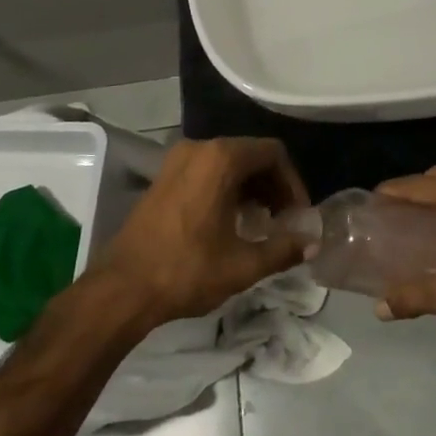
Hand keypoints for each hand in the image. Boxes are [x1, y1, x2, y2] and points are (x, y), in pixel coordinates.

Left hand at [92, 137, 308, 328]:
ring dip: (250, 187)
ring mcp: (178, 160)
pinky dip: (227, 188)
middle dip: (273, 185)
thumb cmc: (186, 270)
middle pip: (251, 154)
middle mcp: (200, 148)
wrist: (123, 287)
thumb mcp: (242, 265)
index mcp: (221, 159)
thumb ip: (282, 249)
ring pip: (228, 162)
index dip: (292, 182)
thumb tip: (312, 243)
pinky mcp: (165, 176)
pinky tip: (231, 221)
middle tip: (284, 220)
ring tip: (261, 223)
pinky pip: (207, 170)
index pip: (272, 154)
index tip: (298, 215)